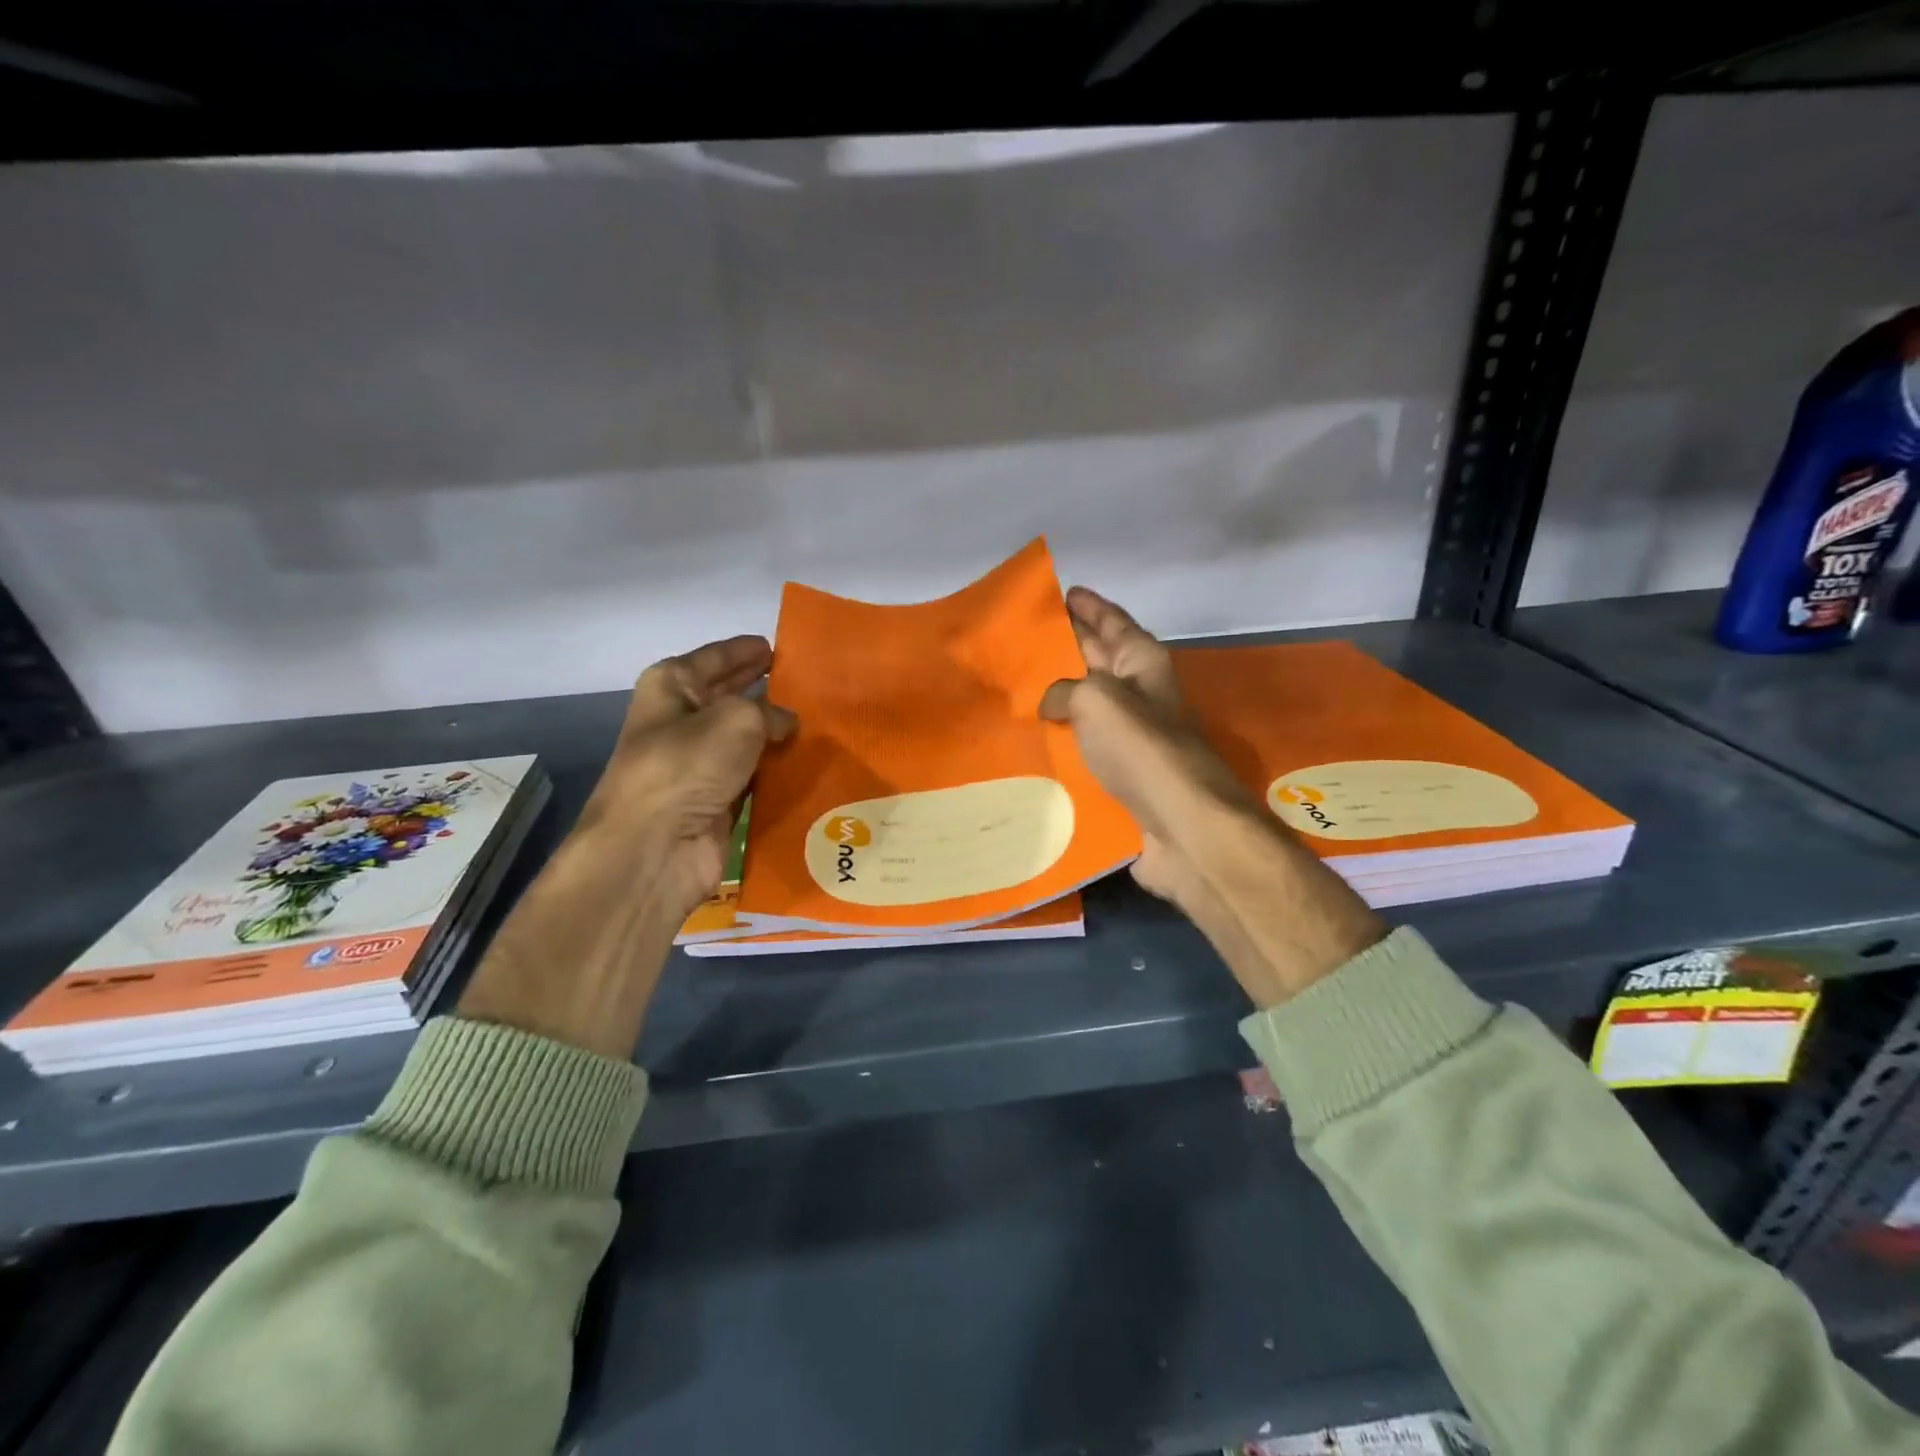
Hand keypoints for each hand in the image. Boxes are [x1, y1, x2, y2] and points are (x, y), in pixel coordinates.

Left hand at [574, 635, 794, 924]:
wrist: (654, 847)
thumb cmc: (686, 765)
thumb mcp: (736, 718)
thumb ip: (770, 711)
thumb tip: (787, 723)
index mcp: (672, 685)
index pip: (718, 657)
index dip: (748, 650)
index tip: (783, 647)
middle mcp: (683, 720)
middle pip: (733, 696)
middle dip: (767, 689)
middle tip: (812, 683)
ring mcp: (700, 763)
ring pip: (748, 739)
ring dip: (779, 733)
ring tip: (824, 720)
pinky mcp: (718, 800)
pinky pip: (757, 775)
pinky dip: (778, 770)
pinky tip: (811, 761)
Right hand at [1039, 588, 1261, 911]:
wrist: (1182, 824)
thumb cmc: (1143, 748)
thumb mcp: (1097, 699)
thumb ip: (1065, 691)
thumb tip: (1051, 704)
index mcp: (1143, 663)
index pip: (1113, 621)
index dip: (1089, 605)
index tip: (1062, 592)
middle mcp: (1140, 694)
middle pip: (1099, 659)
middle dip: (1067, 645)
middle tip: (1024, 638)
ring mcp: (1133, 737)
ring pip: (1088, 706)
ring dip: (1058, 697)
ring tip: (1016, 688)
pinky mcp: (1123, 775)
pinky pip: (1085, 747)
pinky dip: (1062, 741)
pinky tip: (1031, 741)